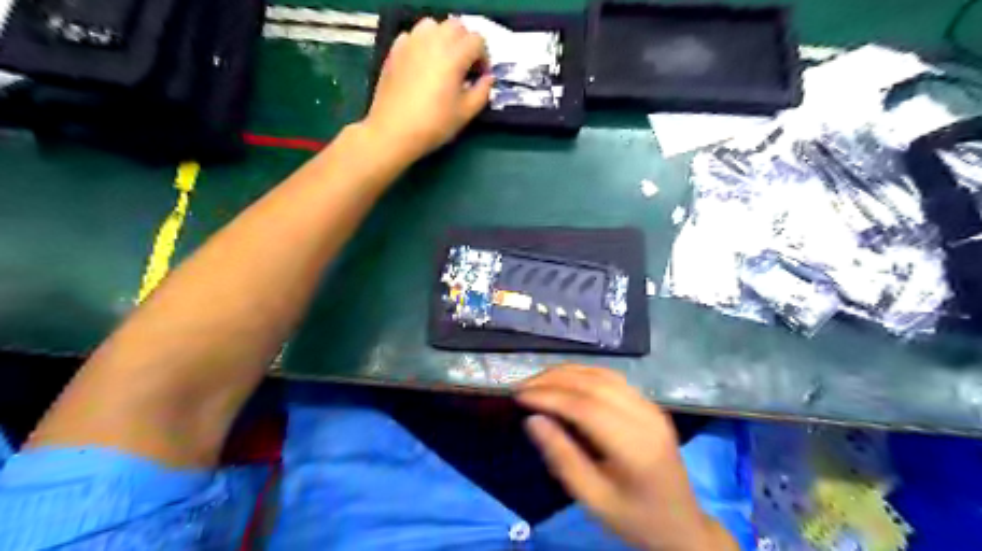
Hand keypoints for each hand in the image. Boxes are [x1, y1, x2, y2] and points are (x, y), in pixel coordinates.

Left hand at [362, 17, 493, 162]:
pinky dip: (422, 43)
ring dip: (443, 38)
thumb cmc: (434, 124)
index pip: (477, 41)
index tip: (480, 76)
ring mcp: (411, 43)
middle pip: (456, 27)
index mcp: (454, 56)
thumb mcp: (466, 113)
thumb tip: (487, 79)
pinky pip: (412, 36)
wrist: (393, 131)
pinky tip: (423, 64)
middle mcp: (433, 41)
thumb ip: (482, 92)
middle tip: (465, 66)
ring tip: (443, 61)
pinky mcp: (395, 51)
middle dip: (465, 43)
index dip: (484, 57)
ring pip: (432, 25)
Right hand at [515, 365, 735, 550]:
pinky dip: (583, 374)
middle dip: (553, 379)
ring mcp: (651, 407)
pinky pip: (612, 379)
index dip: (549, 396)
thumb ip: (562, 458)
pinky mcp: (649, 404)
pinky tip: (564, 380)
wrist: (682, 526)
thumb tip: (532, 420)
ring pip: (603, 375)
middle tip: (522, 386)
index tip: (518, 396)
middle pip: (594, 384)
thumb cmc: (634, 519)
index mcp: (635, 447)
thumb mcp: (593, 499)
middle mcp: (646, 417)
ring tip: (537, 381)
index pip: (585, 407)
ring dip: (566, 373)